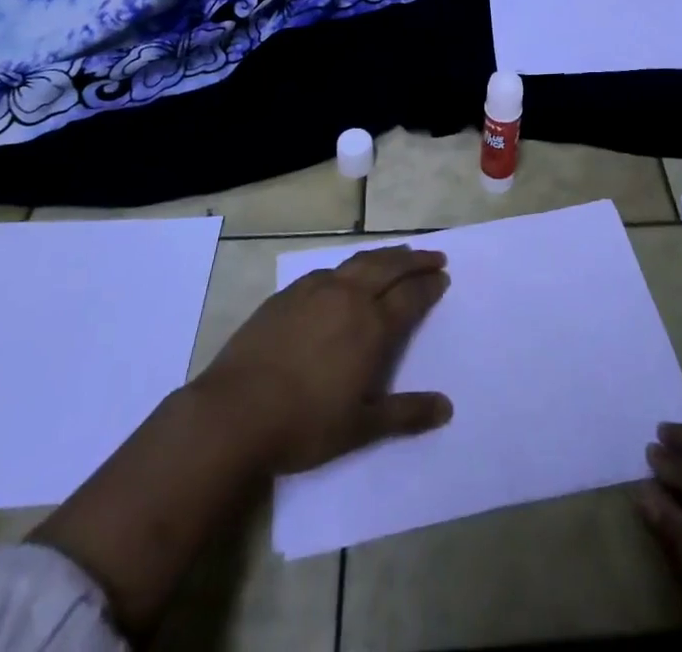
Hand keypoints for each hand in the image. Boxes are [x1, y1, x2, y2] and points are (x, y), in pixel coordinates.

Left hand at [198, 244, 452, 472]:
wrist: (234, 412)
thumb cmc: (303, 425)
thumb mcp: (361, 428)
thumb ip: (406, 414)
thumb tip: (447, 408)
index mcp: (371, 327)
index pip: (410, 296)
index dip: (429, 285)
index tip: (443, 277)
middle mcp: (348, 298)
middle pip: (389, 267)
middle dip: (415, 260)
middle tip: (434, 255)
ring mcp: (315, 291)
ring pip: (359, 261)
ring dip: (384, 256)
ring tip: (399, 254)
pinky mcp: (287, 294)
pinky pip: (327, 270)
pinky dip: (348, 267)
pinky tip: (345, 274)